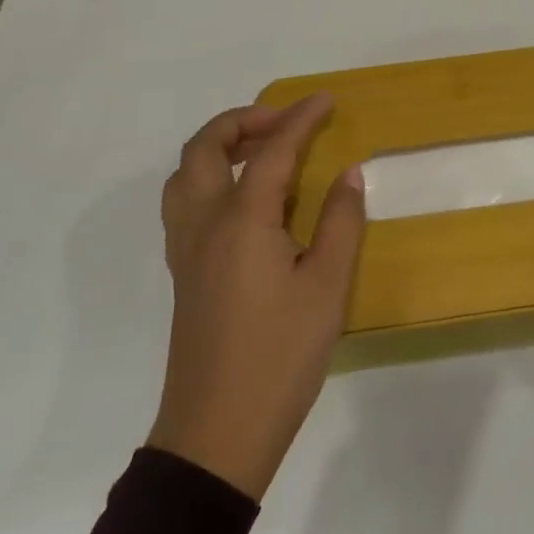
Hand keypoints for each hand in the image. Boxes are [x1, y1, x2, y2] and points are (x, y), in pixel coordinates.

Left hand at [148, 94, 364, 500]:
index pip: (271, 151)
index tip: (327, 99)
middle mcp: (204, 224)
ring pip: (184, 174)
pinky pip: (185, 202)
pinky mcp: (185, 273)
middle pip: (204, 148)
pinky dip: (209, 177)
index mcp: (241, 221)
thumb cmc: (279, 357)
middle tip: (285, 123)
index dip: (301, 119)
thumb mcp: (328, 288)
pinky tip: (245, 200)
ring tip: (261, 151)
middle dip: (243, 121)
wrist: (218, 434)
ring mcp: (187, 250)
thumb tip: (349, 173)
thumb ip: (341, 222)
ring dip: (218, 146)